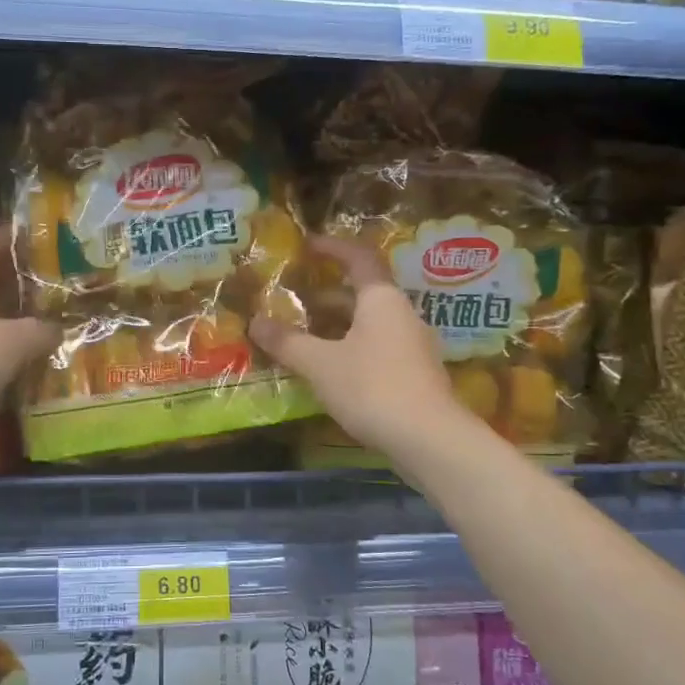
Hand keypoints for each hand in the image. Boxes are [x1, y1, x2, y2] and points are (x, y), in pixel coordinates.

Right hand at [249, 235, 468, 458]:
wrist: (429, 440)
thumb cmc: (372, 387)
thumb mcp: (320, 364)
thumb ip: (287, 341)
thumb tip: (255, 322)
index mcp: (382, 300)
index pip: (359, 258)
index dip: (334, 247)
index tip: (309, 244)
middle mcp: (402, 315)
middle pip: (364, 293)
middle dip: (328, 293)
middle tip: (297, 297)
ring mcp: (413, 346)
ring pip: (370, 323)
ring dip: (339, 323)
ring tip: (306, 334)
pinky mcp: (415, 375)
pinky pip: (378, 348)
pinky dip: (351, 348)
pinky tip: (331, 369)